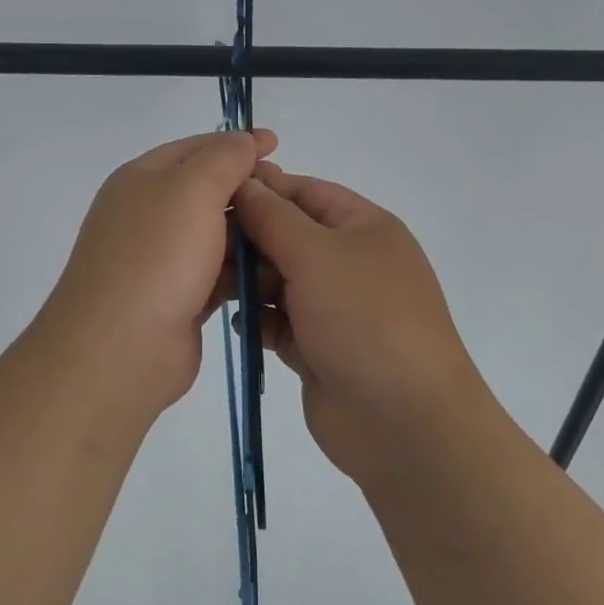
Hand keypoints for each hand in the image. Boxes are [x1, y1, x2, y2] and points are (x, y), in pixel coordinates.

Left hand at [38, 129, 277, 412]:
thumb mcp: (191, 189)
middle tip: (288, 197)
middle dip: (248, 191)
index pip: (195, 148)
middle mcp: (149, 215)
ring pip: (216, 235)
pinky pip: (219, 273)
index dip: (236, 144)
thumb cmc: (156, 256)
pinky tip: (274, 274)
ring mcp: (163, 259)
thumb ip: (223, 158)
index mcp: (142, 179)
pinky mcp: (180, 297)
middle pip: (207, 191)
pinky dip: (244, 271)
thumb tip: (244, 141)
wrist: (120, 348)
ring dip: (251, 234)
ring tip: (291, 236)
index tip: (278, 146)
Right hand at [232, 163, 491, 484]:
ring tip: (210, 285)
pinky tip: (239, 323)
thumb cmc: (365, 318)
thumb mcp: (318, 254)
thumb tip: (245, 183)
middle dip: (248, 239)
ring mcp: (334, 308)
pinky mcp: (317, 348)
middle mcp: (350, 263)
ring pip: (279, 281)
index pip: (306, 192)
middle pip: (288, 236)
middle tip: (200, 245)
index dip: (262, 189)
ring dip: (247, 280)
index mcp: (364, 228)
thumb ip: (274, 217)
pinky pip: (278, 322)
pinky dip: (258, 319)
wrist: (403, 421)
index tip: (212, 192)